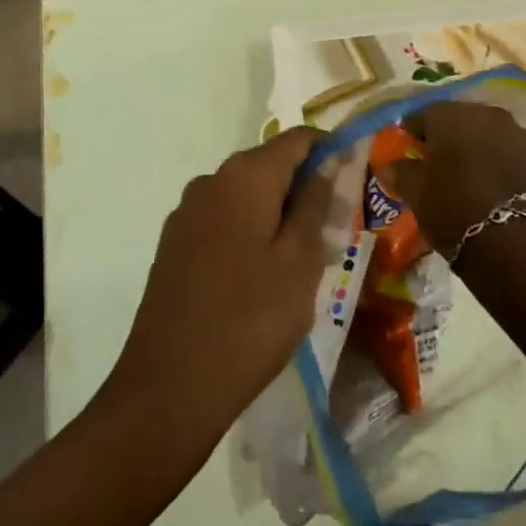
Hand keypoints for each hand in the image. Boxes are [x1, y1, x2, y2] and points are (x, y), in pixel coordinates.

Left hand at [99, 129, 333, 451]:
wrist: (169, 386)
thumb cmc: (250, 319)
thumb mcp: (300, 262)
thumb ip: (315, 204)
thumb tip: (325, 163)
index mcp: (245, 175)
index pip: (297, 139)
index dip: (329, 150)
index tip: (356, 179)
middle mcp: (211, 180)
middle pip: (269, 165)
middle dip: (304, 188)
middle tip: (335, 232)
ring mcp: (187, 212)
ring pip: (246, 196)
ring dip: (277, 214)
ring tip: (302, 263)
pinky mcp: (174, 244)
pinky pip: (223, 221)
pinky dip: (249, 233)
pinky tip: (260, 279)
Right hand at [389, 101, 525, 260]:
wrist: (513, 246)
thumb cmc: (452, 209)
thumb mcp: (415, 192)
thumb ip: (399, 171)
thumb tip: (387, 165)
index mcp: (450, 115)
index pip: (423, 115)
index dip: (413, 133)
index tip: (408, 151)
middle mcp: (485, 114)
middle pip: (459, 119)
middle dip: (447, 137)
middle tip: (437, 164)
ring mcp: (518, 134)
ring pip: (488, 133)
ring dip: (476, 147)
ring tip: (468, 175)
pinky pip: (511, 151)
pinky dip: (500, 161)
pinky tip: (493, 185)